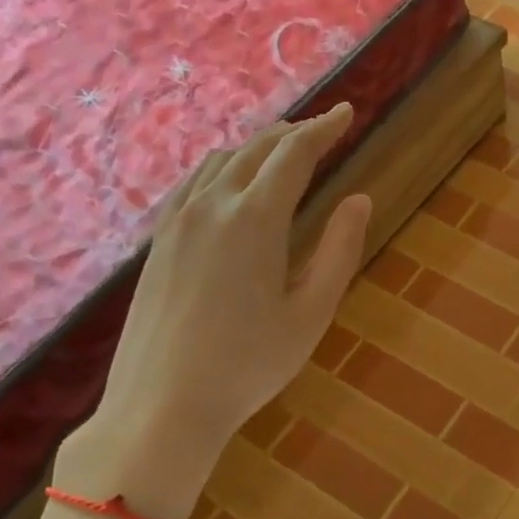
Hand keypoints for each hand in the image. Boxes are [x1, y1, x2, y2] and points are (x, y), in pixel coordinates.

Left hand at [57, 104, 370, 518]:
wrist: (161, 405)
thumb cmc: (249, 364)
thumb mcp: (312, 311)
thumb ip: (339, 250)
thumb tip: (360, 199)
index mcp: (254, 219)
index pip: (294, 154)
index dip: (323, 129)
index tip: (346, 113)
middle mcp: (212, 206)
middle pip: (256, 149)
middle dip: (294, 133)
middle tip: (323, 129)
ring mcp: (177, 221)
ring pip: (222, 162)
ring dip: (258, 148)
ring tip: (285, 151)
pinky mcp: (158, 241)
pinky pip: (194, 183)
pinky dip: (225, 167)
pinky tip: (231, 182)